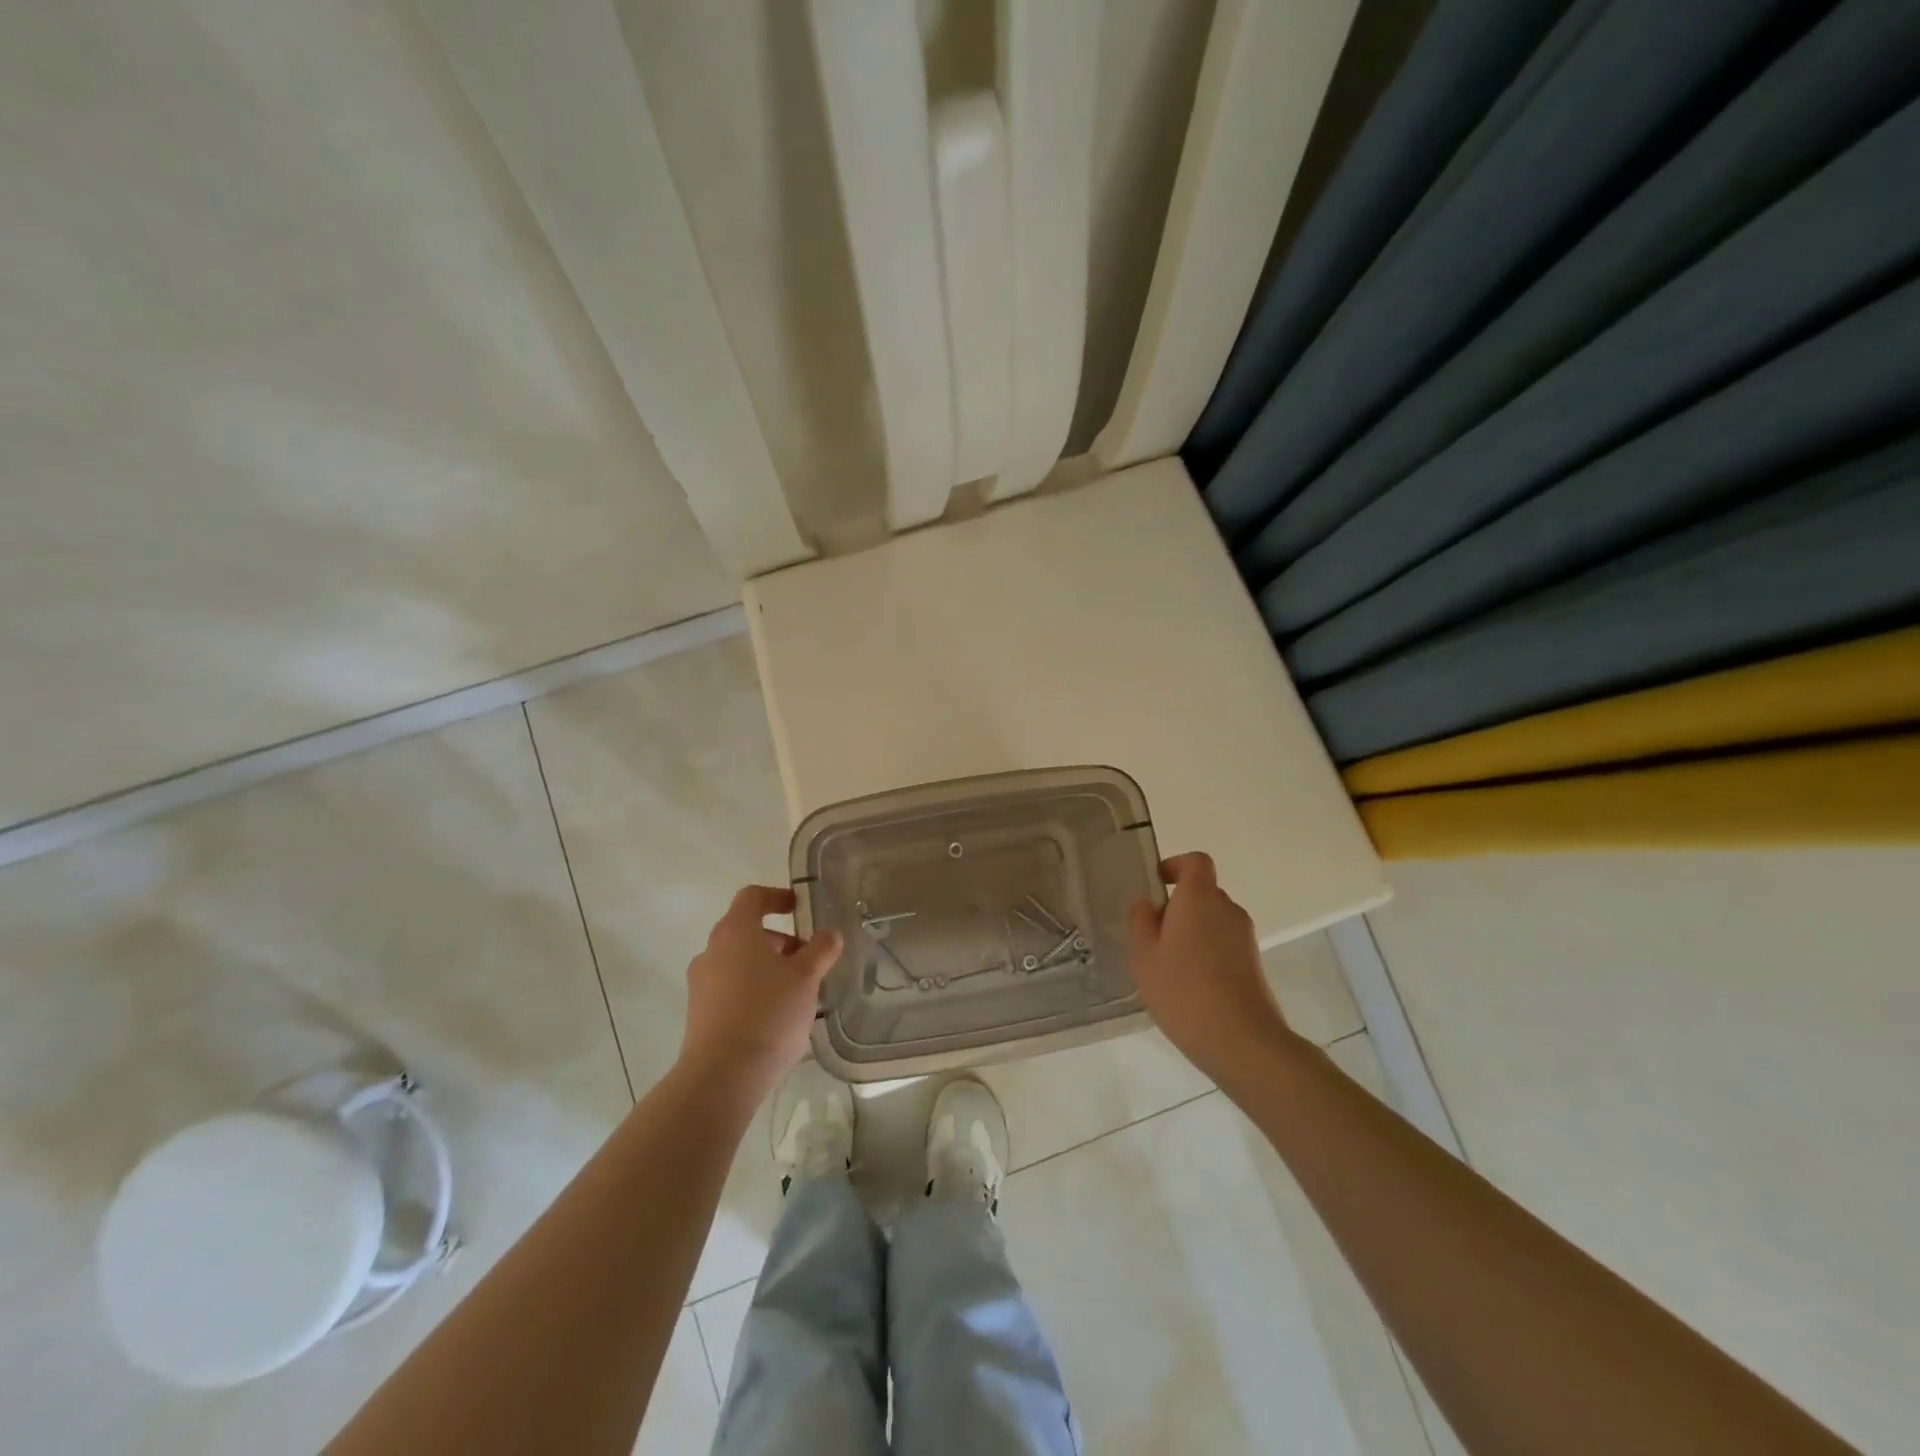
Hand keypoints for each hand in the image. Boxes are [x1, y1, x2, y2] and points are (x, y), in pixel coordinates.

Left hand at [678, 885, 843, 1103]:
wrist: (722, 1076)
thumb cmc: (768, 1014)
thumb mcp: (806, 978)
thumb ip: (821, 950)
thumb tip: (830, 934)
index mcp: (735, 932)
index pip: (752, 897)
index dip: (777, 897)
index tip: (800, 908)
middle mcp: (711, 951)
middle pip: (745, 930)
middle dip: (779, 939)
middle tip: (807, 958)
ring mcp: (701, 983)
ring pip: (738, 961)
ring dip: (766, 966)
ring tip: (795, 992)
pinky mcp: (698, 1013)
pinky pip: (729, 988)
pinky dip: (752, 989)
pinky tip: (774, 1016)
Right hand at [1127, 852, 1293, 1080]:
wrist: (1242, 1041)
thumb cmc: (1183, 990)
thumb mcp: (1144, 955)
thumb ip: (1141, 922)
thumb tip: (1146, 903)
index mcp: (1199, 898)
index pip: (1195, 862)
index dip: (1175, 865)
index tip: (1157, 884)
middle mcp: (1227, 909)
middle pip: (1203, 892)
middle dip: (1178, 906)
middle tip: (1152, 935)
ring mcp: (1245, 938)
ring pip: (1213, 921)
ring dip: (1191, 932)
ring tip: (1167, 965)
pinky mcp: (1253, 964)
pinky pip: (1223, 944)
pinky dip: (1206, 953)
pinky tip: (1189, 986)